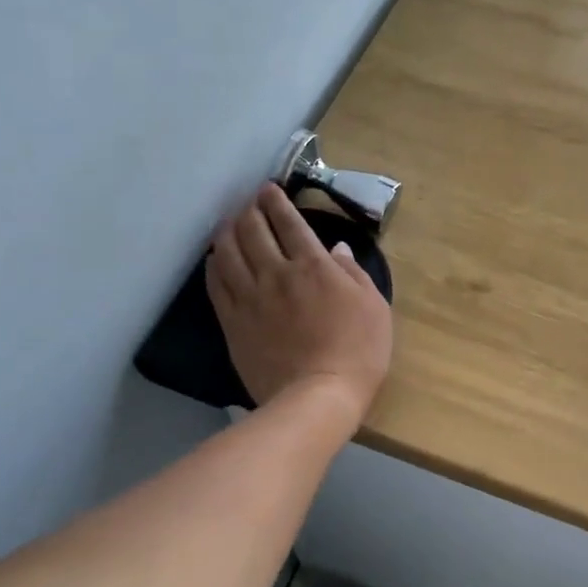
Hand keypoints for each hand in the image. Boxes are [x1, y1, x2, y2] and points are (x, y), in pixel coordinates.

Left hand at [207, 185, 392, 419]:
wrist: (318, 396)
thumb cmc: (358, 351)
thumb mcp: (374, 306)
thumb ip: (353, 272)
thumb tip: (337, 249)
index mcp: (314, 265)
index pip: (290, 222)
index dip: (277, 202)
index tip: (269, 189)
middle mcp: (277, 273)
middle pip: (253, 230)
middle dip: (249, 210)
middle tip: (249, 202)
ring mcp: (250, 298)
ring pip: (228, 252)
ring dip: (227, 231)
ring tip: (228, 223)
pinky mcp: (233, 323)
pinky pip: (216, 285)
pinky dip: (213, 265)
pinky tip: (214, 259)